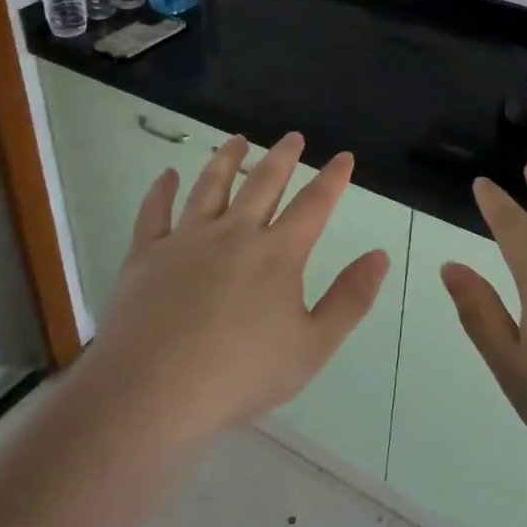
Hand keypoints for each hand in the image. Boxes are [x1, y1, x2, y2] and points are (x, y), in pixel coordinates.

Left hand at [81, 132, 391, 449]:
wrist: (153, 390)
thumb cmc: (241, 374)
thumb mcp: (312, 347)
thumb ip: (350, 299)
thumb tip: (379, 256)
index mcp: (277, 254)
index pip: (314, 204)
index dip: (332, 178)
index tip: (343, 156)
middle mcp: (234, 233)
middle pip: (263, 184)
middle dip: (282, 156)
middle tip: (292, 136)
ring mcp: (186, 239)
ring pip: (211, 186)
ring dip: (227, 159)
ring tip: (238, 140)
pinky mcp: (147, 253)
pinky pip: (155, 211)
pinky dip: (161, 189)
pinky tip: (167, 175)